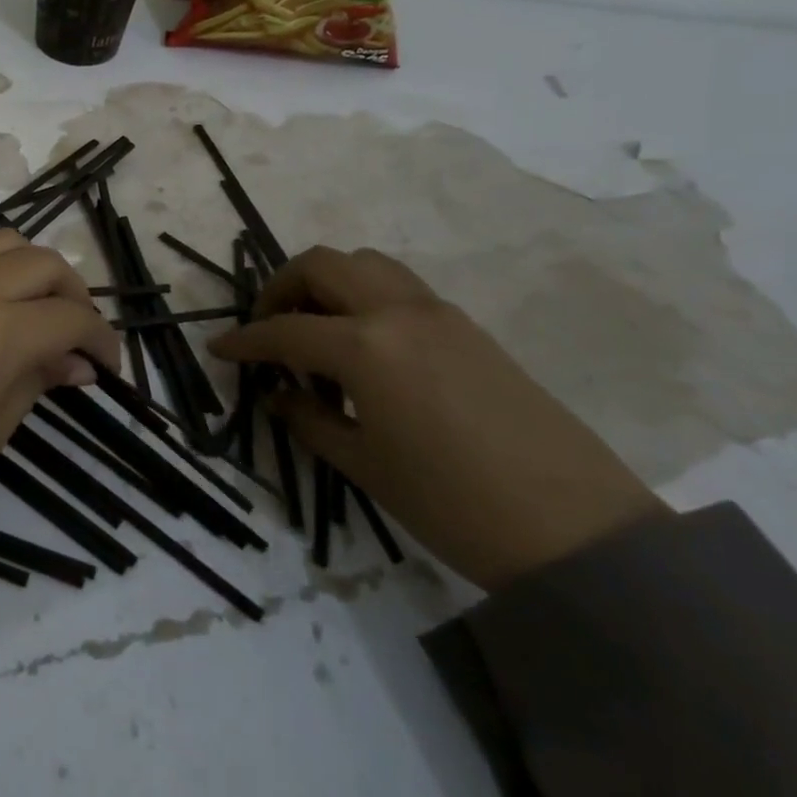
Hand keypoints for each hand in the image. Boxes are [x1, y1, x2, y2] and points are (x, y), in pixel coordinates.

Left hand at [0, 231, 120, 544]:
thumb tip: (77, 362)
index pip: (70, 316)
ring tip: (37, 311)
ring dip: (35, 269)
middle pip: (45, 262)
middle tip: (77, 338)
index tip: (107, 367)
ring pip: (5, 242)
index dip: (100, 340)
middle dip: (74, 295)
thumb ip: (36, 381)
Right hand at [209, 246, 665, 590]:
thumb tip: (278, 396)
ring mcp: (439, 313)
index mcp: (366, 346)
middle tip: (269, 328)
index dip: (244, 340)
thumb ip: (308, 420)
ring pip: (365, 264)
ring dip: (327, 283)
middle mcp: (398, 312)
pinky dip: (364, 298)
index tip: (219, 348)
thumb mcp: (364, 465)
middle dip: (282, 287)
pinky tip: (364, 348)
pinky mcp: (467, 327)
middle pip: (322, 264)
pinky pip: (398, 288)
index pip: (284, 329)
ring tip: (316, 331)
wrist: (577, 532)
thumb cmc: (453, 505)